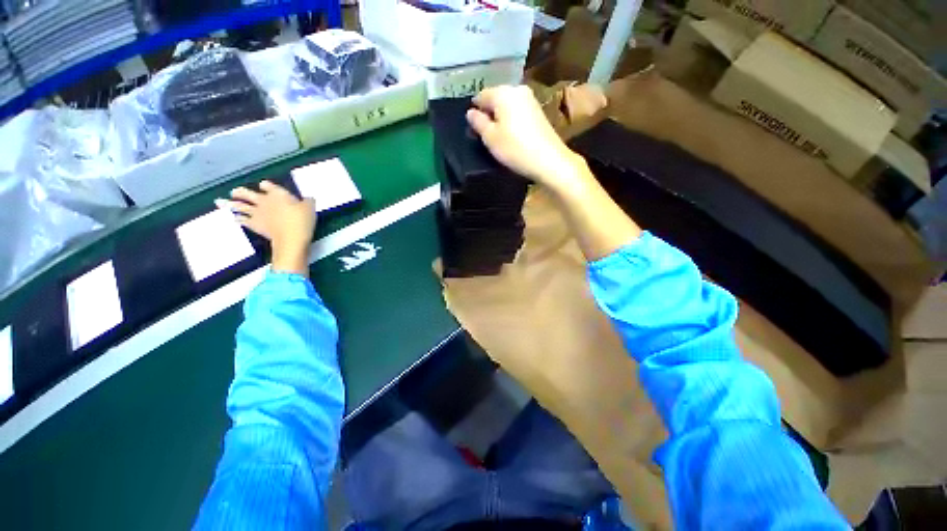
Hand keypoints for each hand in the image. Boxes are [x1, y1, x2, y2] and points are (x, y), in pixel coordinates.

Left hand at [216, 180, 315, 276]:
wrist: (291, 238)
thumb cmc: (302, 220)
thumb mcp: (310, 208)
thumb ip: (308, 201)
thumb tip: (308, 198)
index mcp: (277, 194)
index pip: (268, 185)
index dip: (266, 186)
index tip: (264, 185)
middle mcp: (264, 201)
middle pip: (248, 194)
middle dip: (241, 192)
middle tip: (234, 192)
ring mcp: (257, 213)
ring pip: (240, 206)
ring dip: (230, 204)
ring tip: (220, 202)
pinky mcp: (254, 225)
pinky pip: (242, 220)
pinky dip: (237, 219)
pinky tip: (233, 219)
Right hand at [466, 85, 585, 190]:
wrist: (549, 160)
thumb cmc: (515, 148)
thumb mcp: (490, 138)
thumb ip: (478, 122)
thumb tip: (470, 112)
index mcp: (503, 92)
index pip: (480, 96)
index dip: (475, 112)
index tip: (473, 129)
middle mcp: (517, 89)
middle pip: (495, 99)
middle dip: (488, 114)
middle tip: (485, 135)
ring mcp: (530, 99)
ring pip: (507, 105)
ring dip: (500, 118)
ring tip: (498, 138)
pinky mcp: (539, 111)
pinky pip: (518, 111)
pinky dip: (512, 121)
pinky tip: (512, 136)